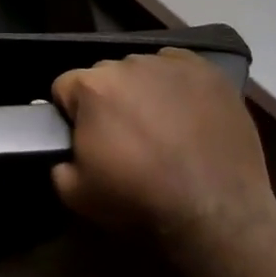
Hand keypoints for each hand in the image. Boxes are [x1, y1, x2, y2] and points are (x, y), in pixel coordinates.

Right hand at [51, 48, 275, 248]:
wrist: (216, 212)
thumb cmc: (141, 199)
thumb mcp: (77, 194)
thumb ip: (59, 163)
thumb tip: (65, 154)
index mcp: (92, 87)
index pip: (64, 87)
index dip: (71, 114)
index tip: (87, 139)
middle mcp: (127, 64)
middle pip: (104, 75)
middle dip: (108, 101)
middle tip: (126, 137)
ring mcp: (170, 64)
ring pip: (142, 70)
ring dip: (142, 91)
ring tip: (161, 127)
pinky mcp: (207, 72)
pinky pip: (178, 67)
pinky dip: (176, 85)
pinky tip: (186, 113)